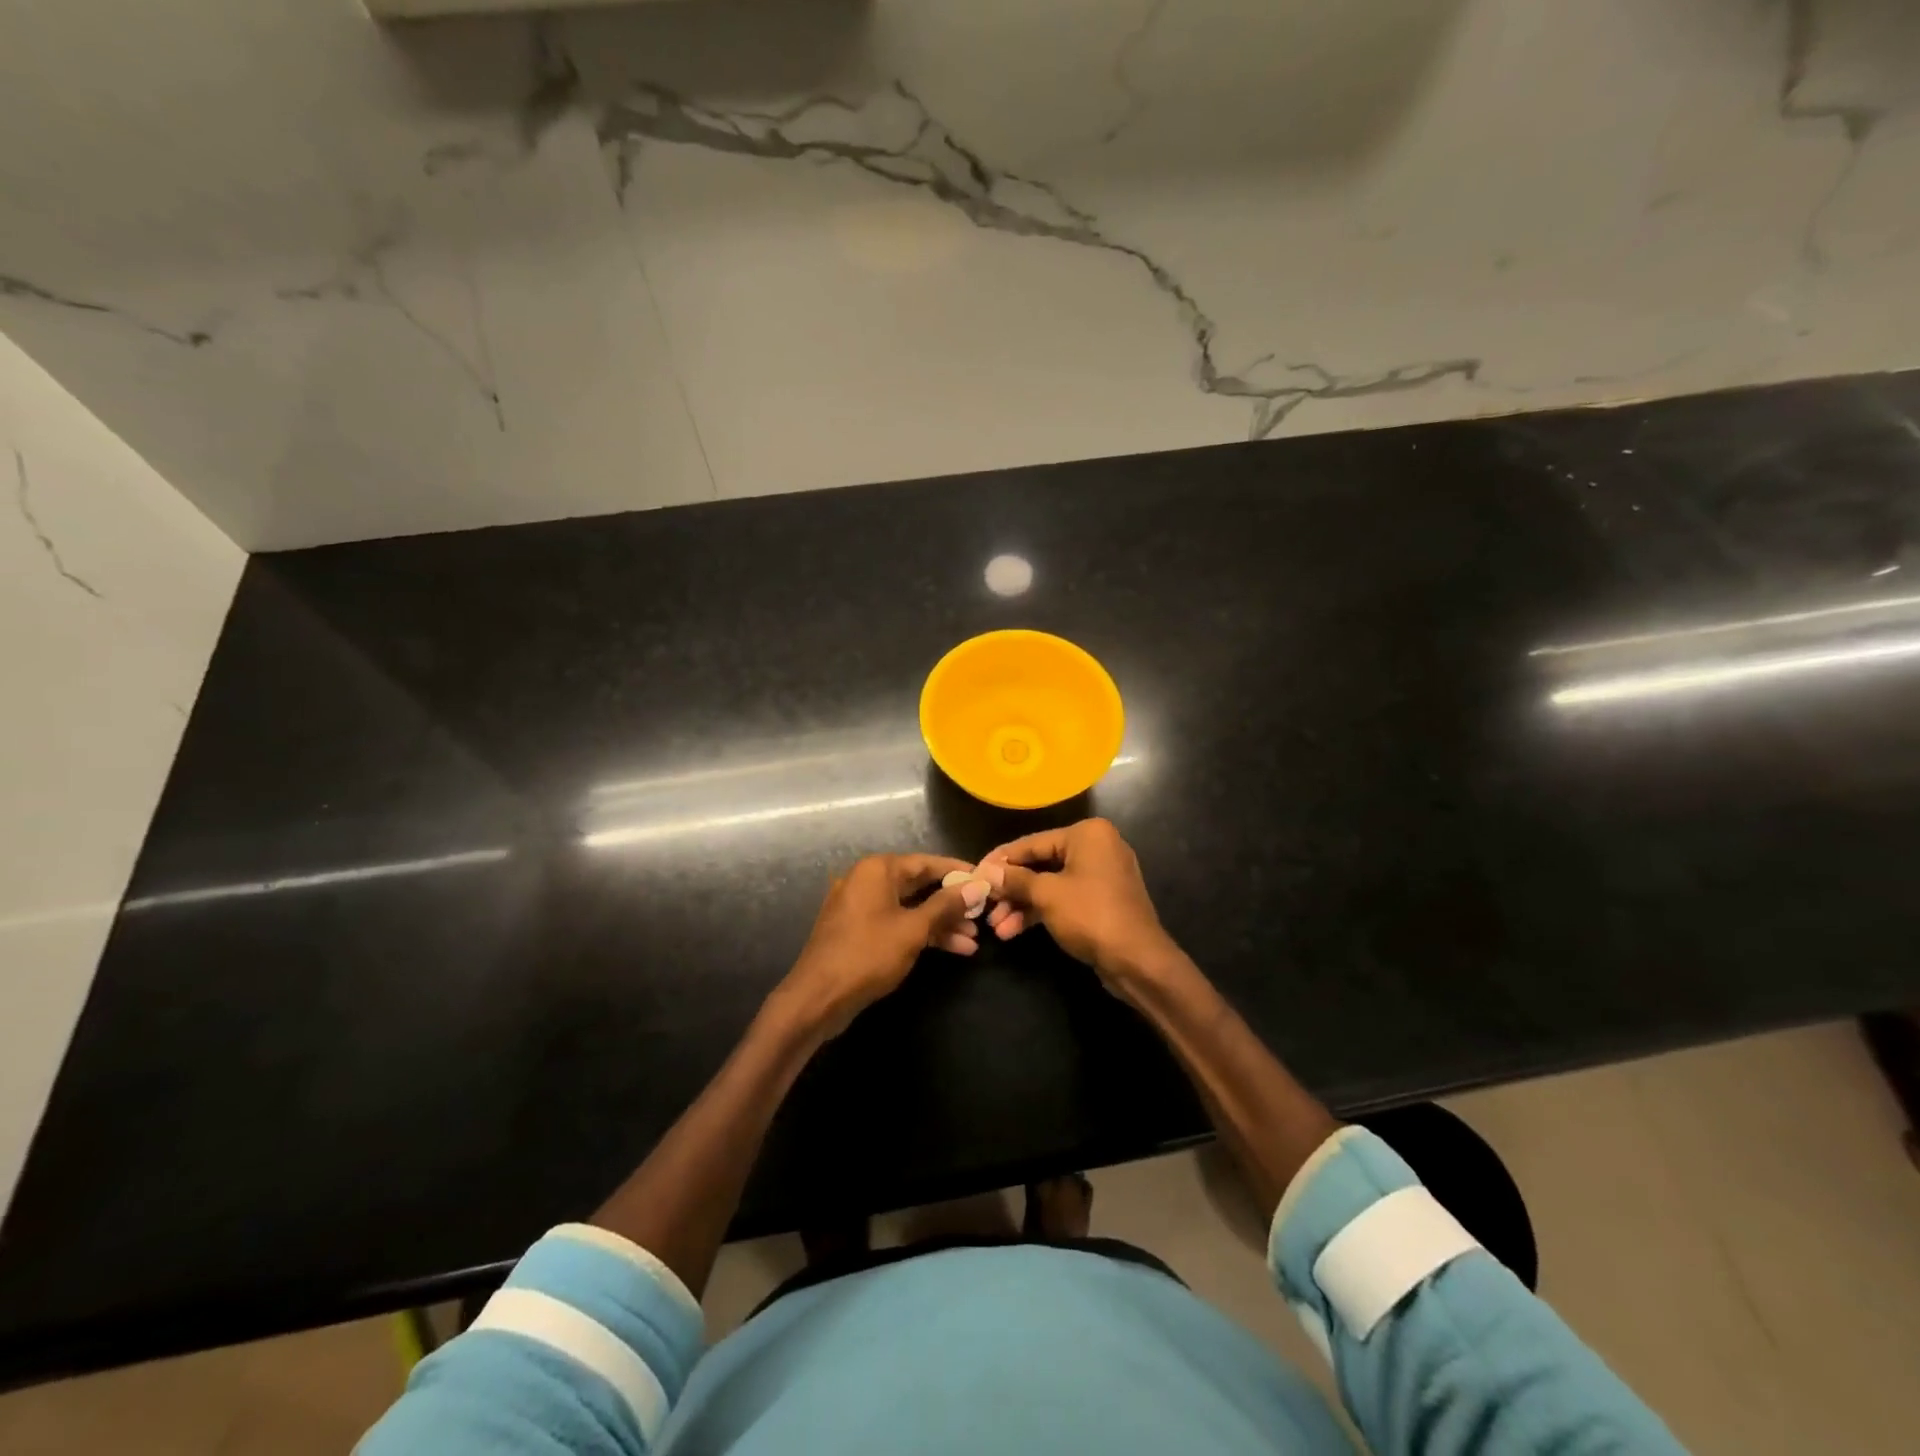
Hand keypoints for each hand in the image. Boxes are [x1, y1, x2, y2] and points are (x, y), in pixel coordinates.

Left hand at [772, 853, 987, 1037]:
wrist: (817, 998)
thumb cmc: (867, 954)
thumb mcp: (913, 929)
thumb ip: (946, 905)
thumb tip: (977, 886)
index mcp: (877, 870)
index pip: (927, 862)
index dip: (958, 871)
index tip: (985, 879)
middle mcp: (867, 881)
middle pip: (919, 885)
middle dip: (952, 902)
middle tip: (982, 914)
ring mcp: (862, 907)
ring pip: (910, 908)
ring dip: (941, 923)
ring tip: (973, 939)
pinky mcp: (860, 932)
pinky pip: (898, 924)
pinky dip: (922, 933)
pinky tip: (953, 949)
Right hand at [976, 819, 1185, 996]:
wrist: (1138, 961)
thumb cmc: (1091, 915)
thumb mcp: (1047, 895)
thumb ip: (1014, 880)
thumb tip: (985, 872)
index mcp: (1087, 834)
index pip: (1033, 842)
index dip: (1001, 860)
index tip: (975, 873)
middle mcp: (1096, 847)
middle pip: (1041, 864)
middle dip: (1011, 889)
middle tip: (984, 905)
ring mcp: (1100, 875)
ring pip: (1050, 884)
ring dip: (1022, 905)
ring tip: (995, 927)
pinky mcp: (1101, 901)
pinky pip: (1063, 899)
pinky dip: (1040, 912)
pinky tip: (1013, 930)